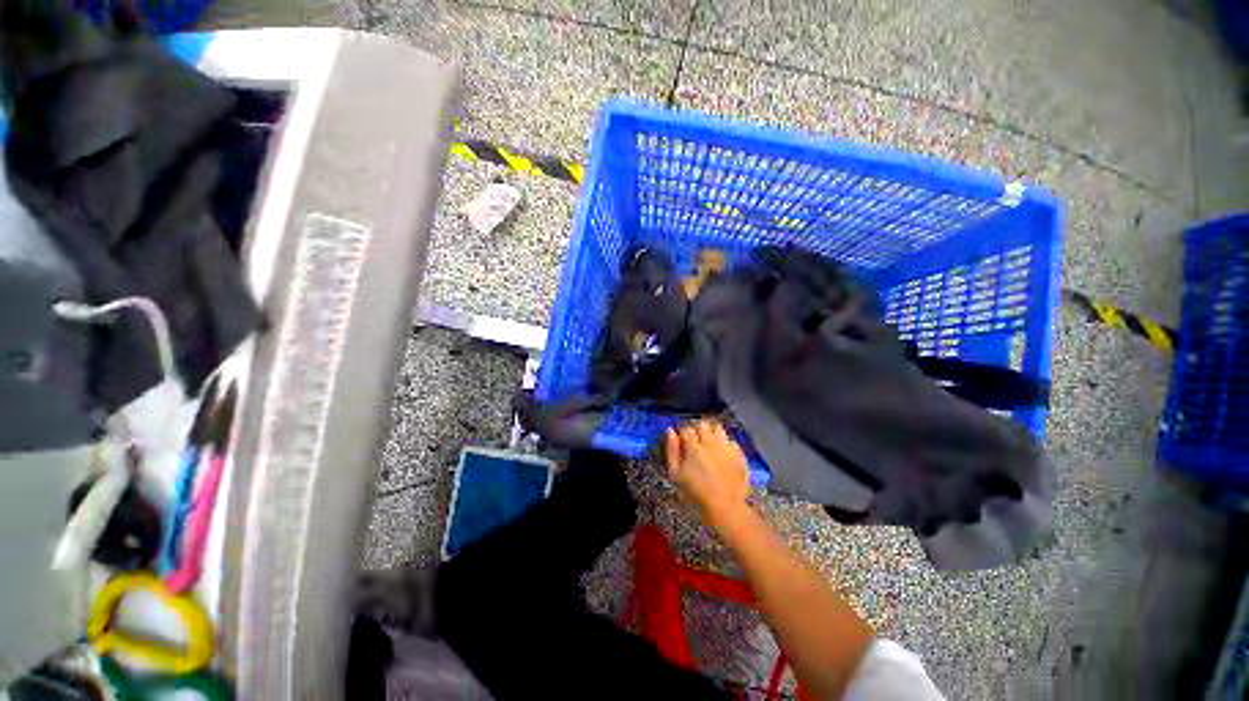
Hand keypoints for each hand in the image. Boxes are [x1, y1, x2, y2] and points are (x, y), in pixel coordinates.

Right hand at [665, 419, 750, 527]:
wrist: (726, 508)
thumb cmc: (696, 494)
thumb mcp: (676, 475)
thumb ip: (672, 451)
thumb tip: (670, 431)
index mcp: (694, 447)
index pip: (686, 428)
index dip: (682, 432)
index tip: (681, 439)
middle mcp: (711, 443)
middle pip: (702, 424)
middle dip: (696, 428)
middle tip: (694, 439)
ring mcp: (727, 447)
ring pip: (718, 428)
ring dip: (711, 432)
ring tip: (708, 442)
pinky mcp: (739, 454)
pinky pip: (731, 440)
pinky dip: (725, 443)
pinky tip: (721, 452)